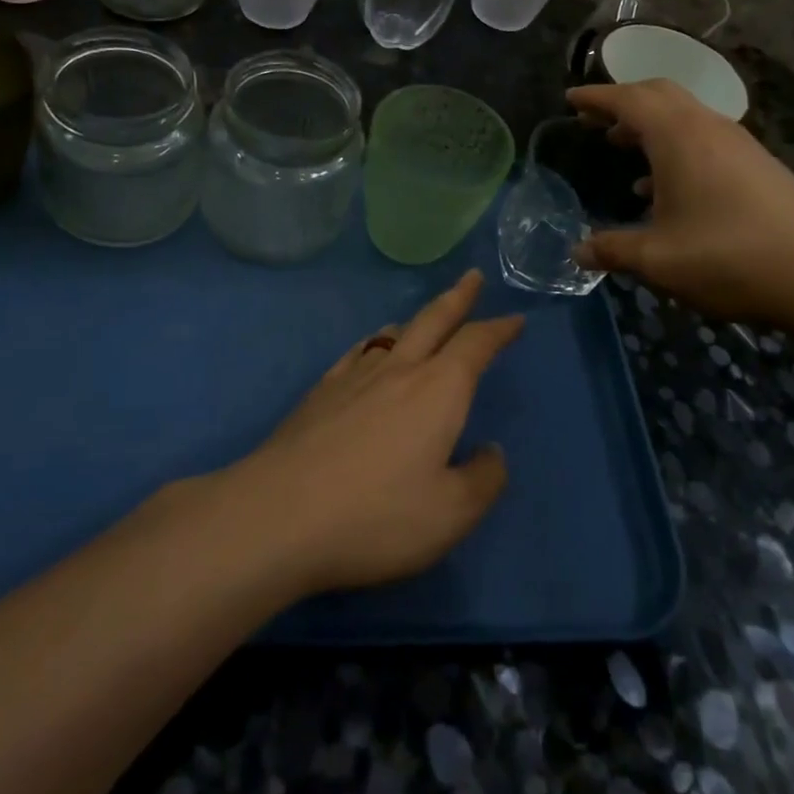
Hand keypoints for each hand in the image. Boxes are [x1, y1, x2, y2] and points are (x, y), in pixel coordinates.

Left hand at [234, 272, 522, 596]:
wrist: (278, 514)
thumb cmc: (376, 516)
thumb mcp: (450, 514)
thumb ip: (482, 480)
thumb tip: (491, 452)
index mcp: (437, 390)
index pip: (475, 345)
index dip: (498, 330)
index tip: (515, 320)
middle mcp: (398, 370)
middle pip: (433, 320)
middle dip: (458, 297)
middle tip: (472, 277)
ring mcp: (354, 377)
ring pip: (393, 333)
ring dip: (417, 320)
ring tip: (424, 318)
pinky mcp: (320, 392)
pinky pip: (357, 352)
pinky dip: (374, 342)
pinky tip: (369, 351)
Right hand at [568, 80, 793, 333]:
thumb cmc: (727, 257)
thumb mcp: (657, 259)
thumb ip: (612, 250)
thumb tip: (577, 252)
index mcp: (678, 137)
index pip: (629, 99)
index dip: (596, 97)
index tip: (570, 100)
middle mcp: (709, 128)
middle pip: (660, 95)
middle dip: (623, 102)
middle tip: (595, 121)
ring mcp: (739, 145)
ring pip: (685, 117)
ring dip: (650, 125)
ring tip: (622, 148)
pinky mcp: (759, 166)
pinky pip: (704, 140)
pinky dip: (675, 147)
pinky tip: (665, 189)